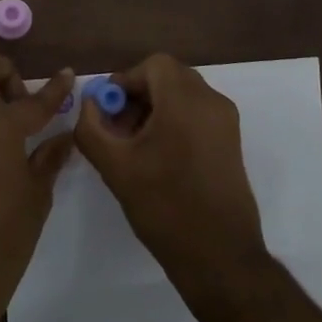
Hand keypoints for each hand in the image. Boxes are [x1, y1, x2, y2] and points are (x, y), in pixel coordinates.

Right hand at [73, 54, 270, 301]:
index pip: (154, 65)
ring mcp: (226, 122)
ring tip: (135, 146)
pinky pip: (198, 113)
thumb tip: (89, 104)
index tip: (108, 110)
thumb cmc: (164, 206)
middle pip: (169, 77)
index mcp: (186, 101)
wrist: (219, 256)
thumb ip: (91, 127)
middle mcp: (212, 102)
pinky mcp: (231, 142)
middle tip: (118, 128)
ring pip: (184, 95)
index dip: (126, 80)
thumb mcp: (115, 167)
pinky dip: (175, 121)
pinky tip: (159, 157)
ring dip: (155, 108)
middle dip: (139, 95)